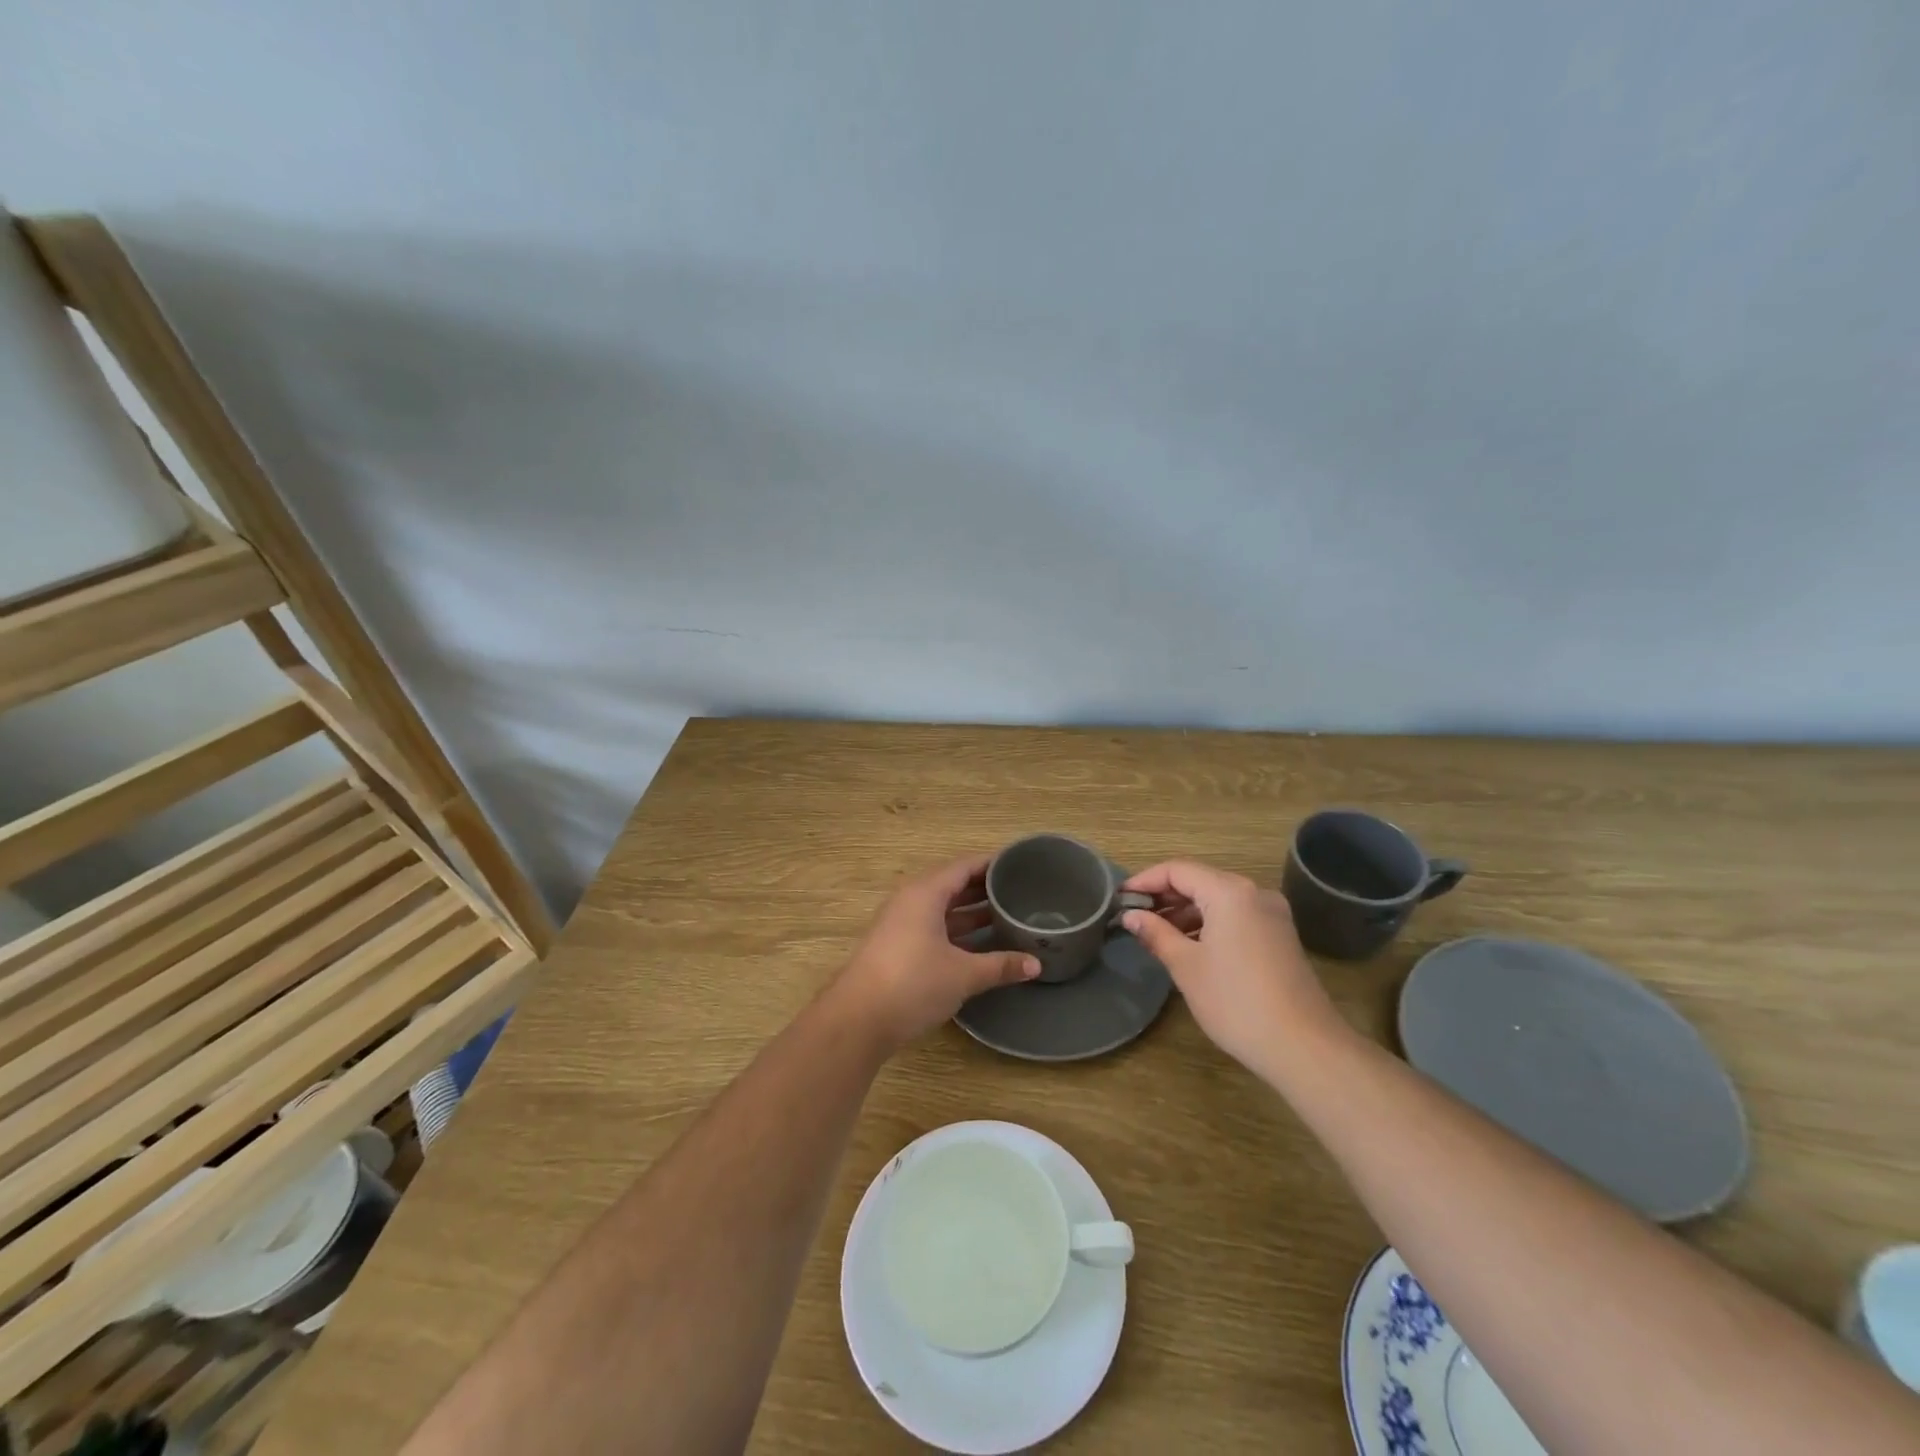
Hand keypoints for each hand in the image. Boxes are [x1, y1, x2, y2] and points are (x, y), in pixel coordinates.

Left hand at [833, 854, 1040, 1049]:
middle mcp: (911, 900)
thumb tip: (1036, 964)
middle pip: (952, 884)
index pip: (964, 866)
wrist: (857, 1020)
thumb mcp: (963, 974)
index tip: (1020, 864)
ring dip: (970, 911)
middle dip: (984, 888)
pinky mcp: (896, 947)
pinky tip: (979, 943)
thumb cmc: (912, 984)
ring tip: (1006, 914)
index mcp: (925, 893)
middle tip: (1020, 891)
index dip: (992, 864)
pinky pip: (933, 926)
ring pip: (942, 908)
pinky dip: (957, 929)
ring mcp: (900, 924)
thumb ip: (1000, 965)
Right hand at [1121, 859, 1343, 1074]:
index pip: (1177, 870)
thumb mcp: (1186, 966)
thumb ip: (1156, 934)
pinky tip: (1190, 946)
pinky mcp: (1280, 935)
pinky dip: (1209, 923)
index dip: (1145, 881)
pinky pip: (1236, 915)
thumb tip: (1131, 916)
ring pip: (1219, 899)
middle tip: (1134, 917)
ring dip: (1186, 911)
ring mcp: (1272, 914)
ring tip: (1156, 934)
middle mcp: (1254, 892)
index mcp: (1229, 892)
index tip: (1120, 899)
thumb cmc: (1236, 1002)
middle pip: (1200, 880)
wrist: (1304, 1046)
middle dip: (1165, 896)